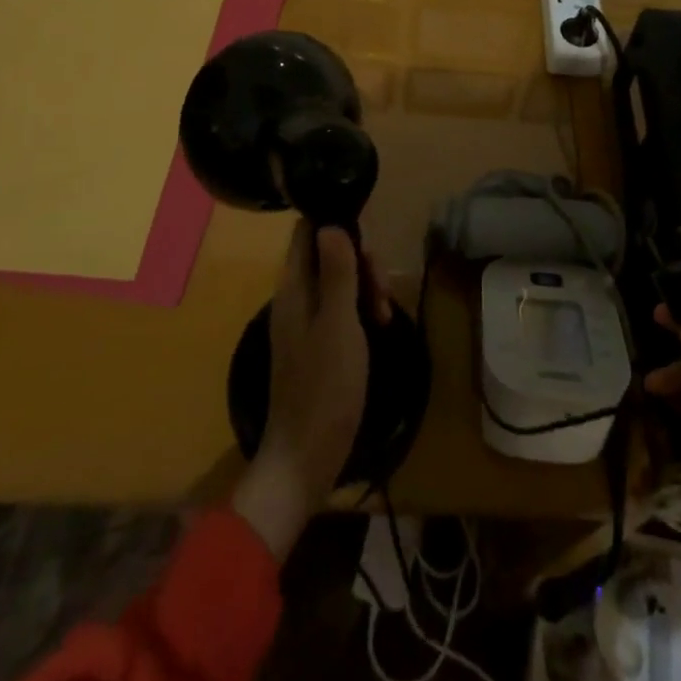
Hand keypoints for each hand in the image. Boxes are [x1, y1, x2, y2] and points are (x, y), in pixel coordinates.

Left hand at [232, 222, 391, 560]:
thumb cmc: (325, 387)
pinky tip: (381, 326)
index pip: (306, 233)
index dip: (335, 224)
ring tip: (386, 314)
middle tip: (383, 291)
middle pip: (328, 254)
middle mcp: (295, 298)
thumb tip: (331, 223)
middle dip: (361, 262)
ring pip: (338, 281)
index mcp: (293, 288)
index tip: (369, 240)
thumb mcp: (339, 324)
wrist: (306, 457)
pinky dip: (361, 309)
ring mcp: (305, 322)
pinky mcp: (317, 344)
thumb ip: (336, 272)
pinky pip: (340, 308)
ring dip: (365, 287)